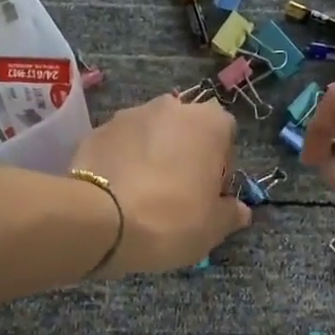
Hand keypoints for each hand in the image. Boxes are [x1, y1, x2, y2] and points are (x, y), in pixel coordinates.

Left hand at [71, 94, 250, 274]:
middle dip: (185, 158)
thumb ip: (231, 214)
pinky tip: (117, 195)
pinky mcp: (95, 131)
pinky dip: (122, 164)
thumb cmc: (172, 220)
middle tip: (178, 197)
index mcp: (209, 122)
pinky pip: (119, 147)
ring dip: (152, 158)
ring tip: (143, 197)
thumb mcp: (213, 227)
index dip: (220, 169)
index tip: (210, 197)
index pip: (226, 137)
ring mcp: (128, 115)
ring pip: (150, 137)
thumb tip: (239, 210)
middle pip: (186, 133)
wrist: (100, 221)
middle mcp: (170, 107)